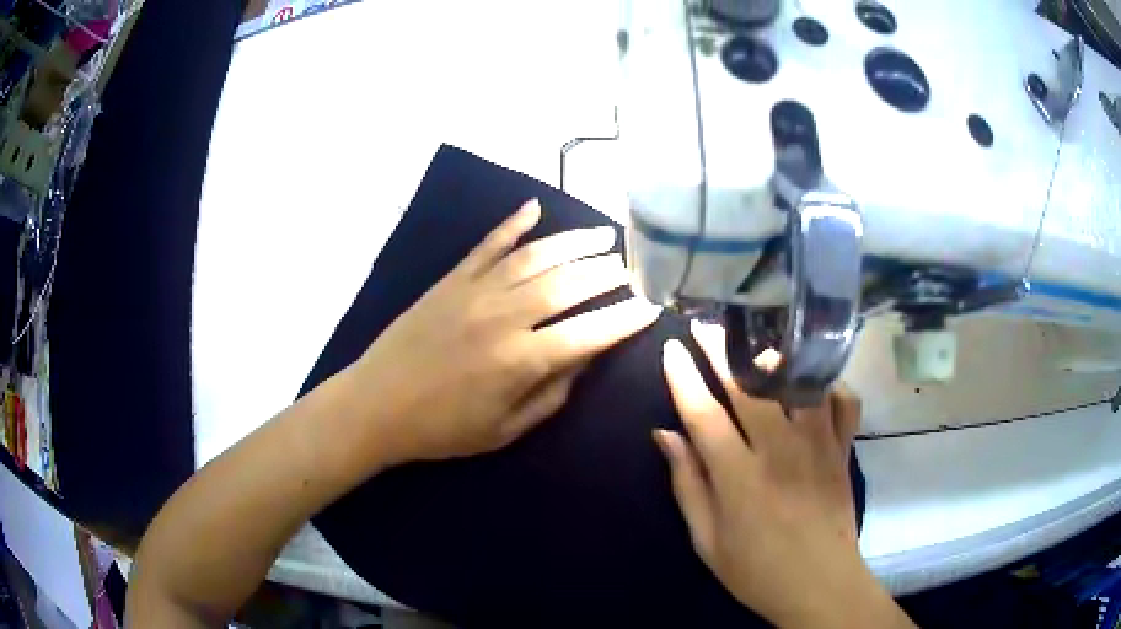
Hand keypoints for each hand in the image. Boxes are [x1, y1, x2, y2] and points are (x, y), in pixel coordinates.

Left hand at [352, 199, 659, 464]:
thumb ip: (551, 393)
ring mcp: (475, 291)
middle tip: (632, 267)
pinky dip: (512, 224)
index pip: (590, 332)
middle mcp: (504, 316)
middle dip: (608, 272)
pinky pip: (488, 244)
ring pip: (535, 256)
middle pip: (569, 284)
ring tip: (603, 235)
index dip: (625, 318)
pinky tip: (534, 209)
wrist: (376, 405)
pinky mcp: (451, 279)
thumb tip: (584, 357)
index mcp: (520, 360)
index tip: (651, 306)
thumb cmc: (443, 429)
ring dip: (574, 241)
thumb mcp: (505, 429)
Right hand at [655, 322, 913, 628]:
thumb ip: (687, 485)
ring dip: (774, 357)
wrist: (821, 585)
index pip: (704, 413)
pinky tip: (813, 384)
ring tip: (756, 342)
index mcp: (739, 477)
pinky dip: (829, 385)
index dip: (684, 376)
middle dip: (721, 349)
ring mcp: (818, 445)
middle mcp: (779, 451)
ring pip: (797, 383)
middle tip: (705, 325)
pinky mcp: (843, 449)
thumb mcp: (707, 541)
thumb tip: (665, 435)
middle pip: (748, 386)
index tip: (672, 348)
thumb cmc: (756, 571)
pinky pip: (843, 402)